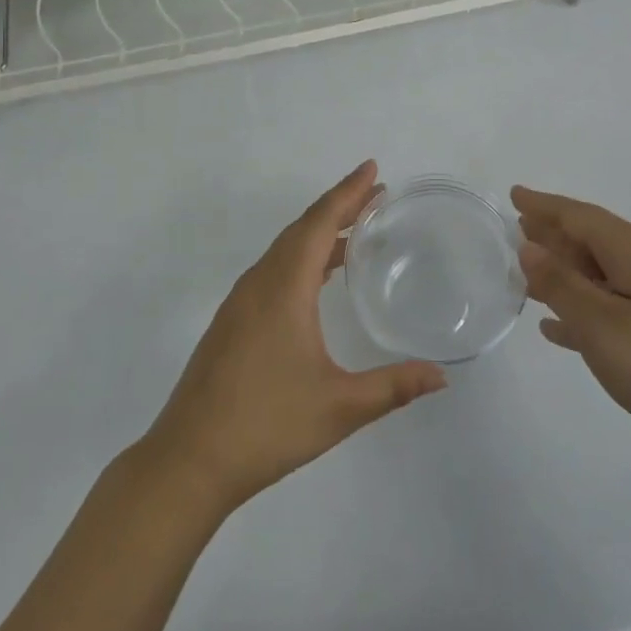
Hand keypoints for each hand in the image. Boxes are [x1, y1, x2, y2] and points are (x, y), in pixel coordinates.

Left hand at [143, 162, 446, 511]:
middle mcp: (259, 283)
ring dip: (320, 232)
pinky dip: (303, 256)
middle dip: (340, 206)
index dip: (348, 193)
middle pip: (303, 228)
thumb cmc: (266, 426)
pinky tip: (319, 278)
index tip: (372, 169)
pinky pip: (274, 269)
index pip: (320, 223)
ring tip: (358, 231)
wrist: (188, 462)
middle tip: (376, 194)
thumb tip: (442, 377)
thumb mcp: (340, 407)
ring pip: (285, 249)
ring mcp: (241, 302)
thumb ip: (393, 387)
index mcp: (283, 288)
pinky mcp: (232, 322)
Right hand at [512, 186, 630, 468]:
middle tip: (515, 230)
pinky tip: (556, 327)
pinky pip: (610, 302)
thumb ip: (559, 283)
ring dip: (563, 270)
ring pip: (598, 271)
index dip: (543, 205)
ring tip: (527, 272)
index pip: (578, 215)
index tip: (514, 194)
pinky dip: (581, 305)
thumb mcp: (599, 323)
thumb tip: (530, 247)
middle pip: (590, 238)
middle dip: (552, 233)